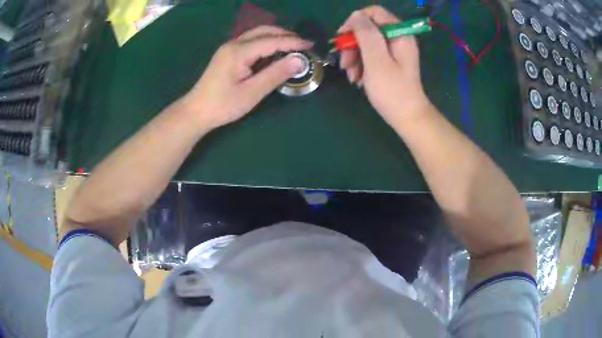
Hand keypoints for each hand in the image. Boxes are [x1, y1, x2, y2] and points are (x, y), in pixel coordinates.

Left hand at [182, 26, 312, 129]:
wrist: (196, 112)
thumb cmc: (223, 105)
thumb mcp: (252, 92)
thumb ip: (276, 74)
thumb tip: (299, 61)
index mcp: (239, 52)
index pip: (272, 41)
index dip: (293, 42)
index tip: (311, 45)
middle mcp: (234, 44)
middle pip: (264, 31)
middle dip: (285, 35)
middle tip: (303, 45)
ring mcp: (229, 48)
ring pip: (257, 34)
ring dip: (276, 37)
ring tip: (293, 47)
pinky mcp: (227, 54)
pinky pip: (251, 42)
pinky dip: (266, 43)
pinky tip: (274, 52)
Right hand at [339, 6, 431, 126]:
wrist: (407, 118)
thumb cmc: (392, 91)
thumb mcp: (376, 60)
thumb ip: (366, 34)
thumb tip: (356, 15)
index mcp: (399, 34)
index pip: (374, 13)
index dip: (355, 21)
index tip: (343, 38)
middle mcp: (397, 38)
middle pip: (368, 29)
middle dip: (353, 44)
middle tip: (345, 63)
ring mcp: (394, 51)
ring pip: (366, 43)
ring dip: (354, 57)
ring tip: (351, 76)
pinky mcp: (390, 62)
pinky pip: (371, 55)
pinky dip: (361, 65)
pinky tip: (358, 79)